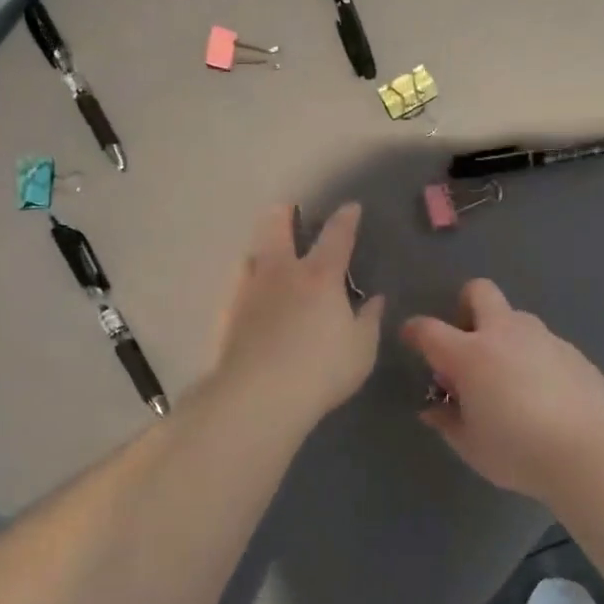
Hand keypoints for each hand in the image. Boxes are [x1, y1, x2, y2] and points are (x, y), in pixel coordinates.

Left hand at [213, 203, 384, 427]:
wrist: (258, 395)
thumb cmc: (322, 369)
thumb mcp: (361, 348)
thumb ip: (368, 320)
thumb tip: (375, 299)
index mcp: (320, 276)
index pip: (336, 236)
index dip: (346, 219)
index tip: (351, 208)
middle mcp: (282, 273)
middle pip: (276, 228)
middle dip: (283, 214)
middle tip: (287, 209)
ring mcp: (249, 292)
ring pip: (251, 255)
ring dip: (261, 248)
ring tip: (267, 254)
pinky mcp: (227, 315)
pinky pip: (238, 286)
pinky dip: (248, 282)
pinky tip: (251, 297)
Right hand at [401, 279, 603, 500]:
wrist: (587, 454)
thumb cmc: (517, 451)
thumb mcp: (470, 446)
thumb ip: (447, 422)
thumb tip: (433, 409)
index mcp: (470, 355)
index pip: (429, 329)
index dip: (414, 330)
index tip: (411, 339)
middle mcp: (504, 334)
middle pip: (479, 292)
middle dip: (466, 305)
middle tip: (467, 341)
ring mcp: (543, 338)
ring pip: (516, 318)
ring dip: (504, 336)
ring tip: (509, 377)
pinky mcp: (573, 352)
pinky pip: (544, 344)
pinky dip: (535, 359)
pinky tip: (544, 393)